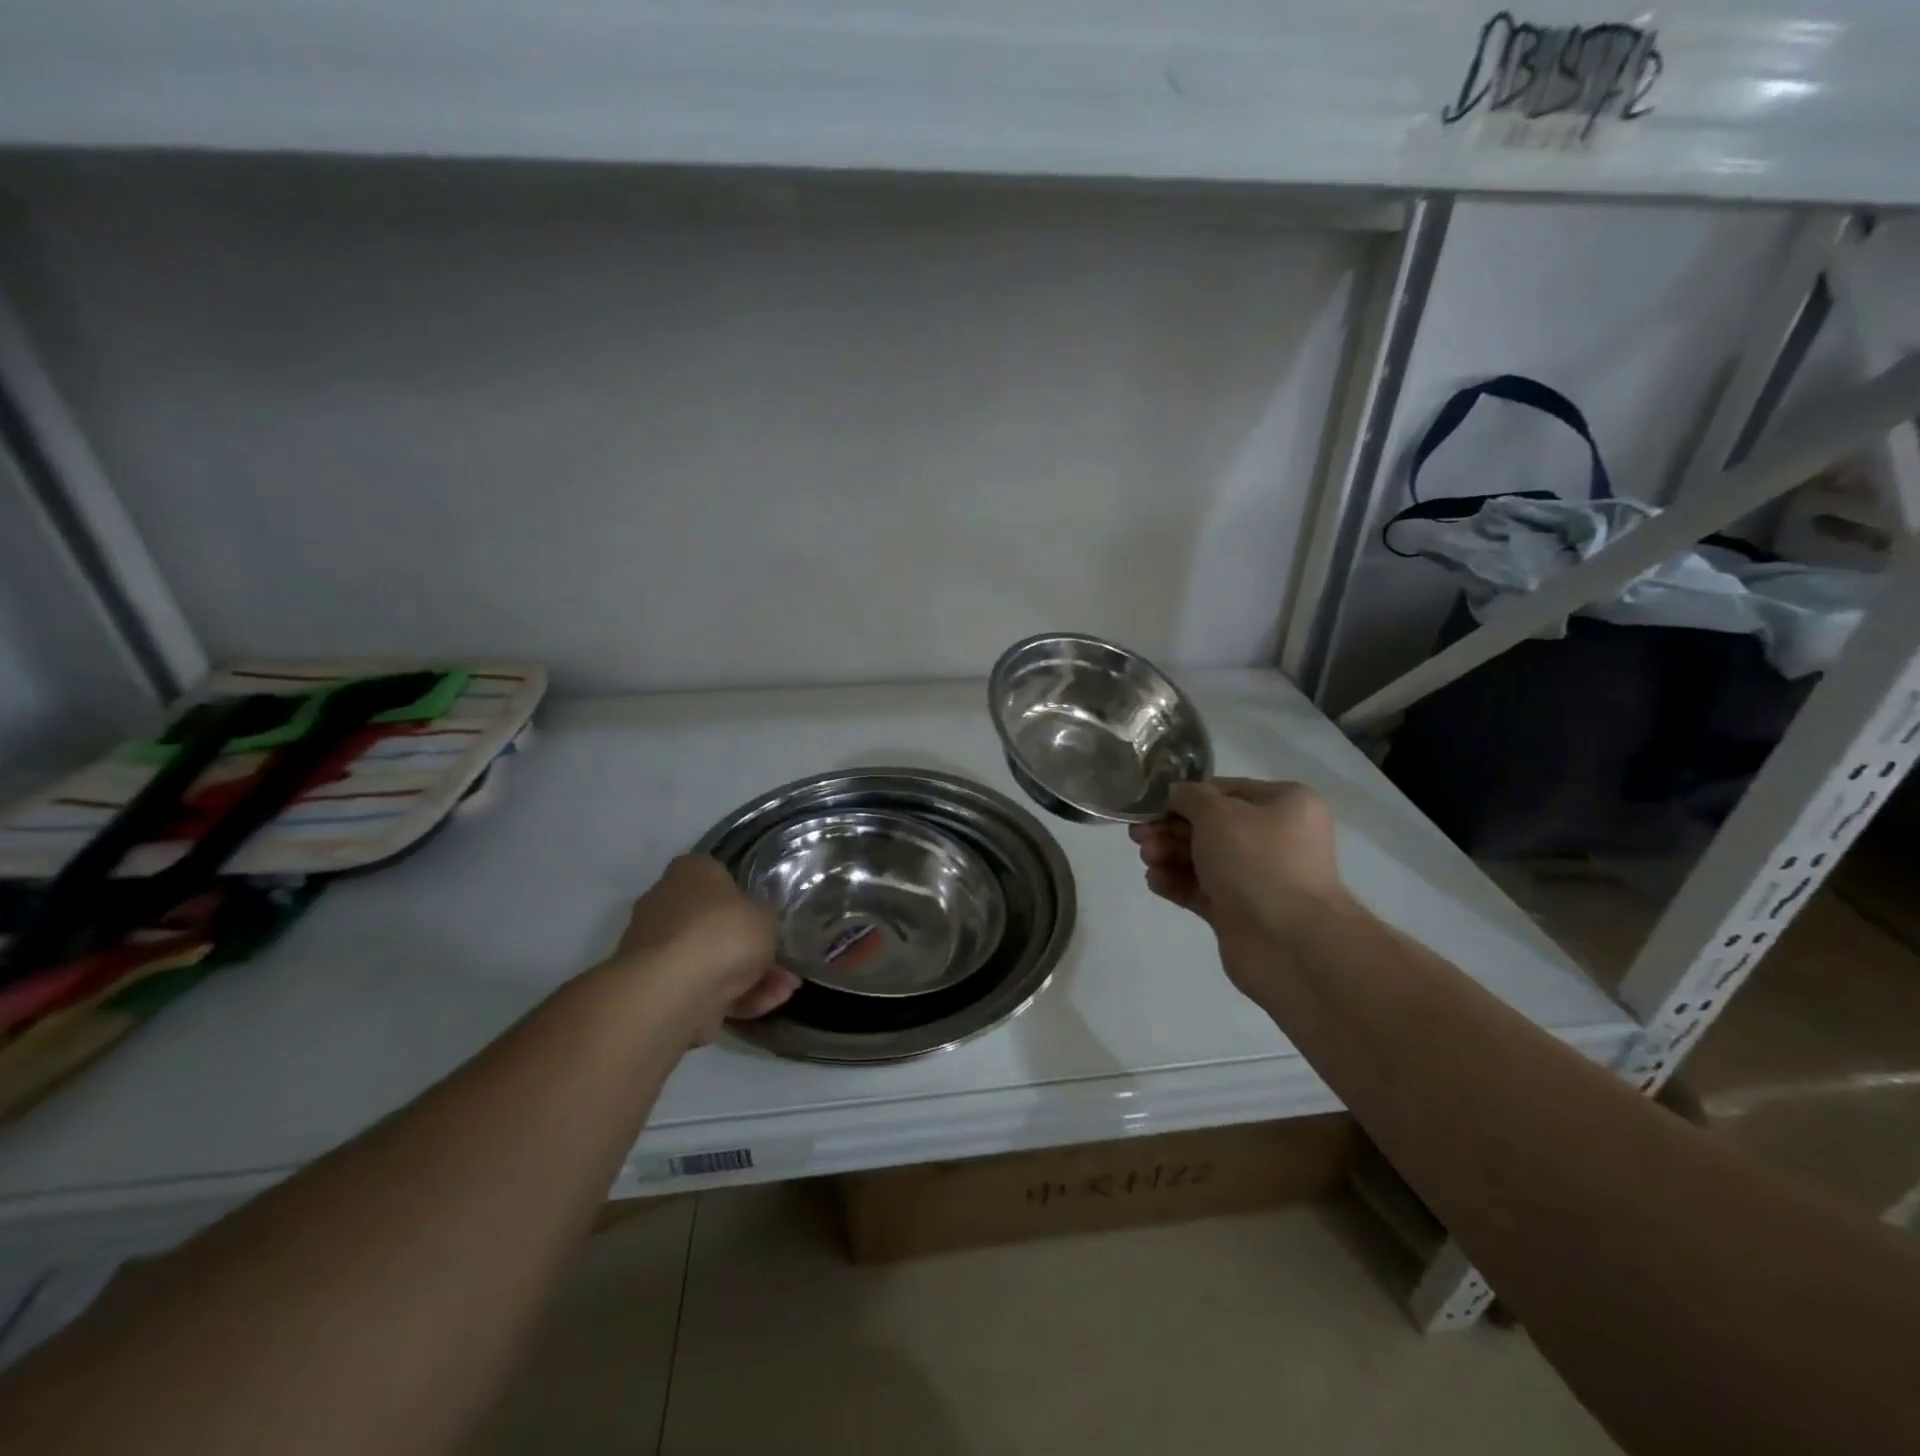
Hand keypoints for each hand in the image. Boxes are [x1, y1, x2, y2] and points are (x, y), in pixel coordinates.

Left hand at [607, 855, 798, 1043]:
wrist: (674, 991)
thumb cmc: (723, 933)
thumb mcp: (766, 914)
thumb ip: (766, 914)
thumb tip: (761, 917)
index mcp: (690, 872)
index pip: (721, 877)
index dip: (748, 898)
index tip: (769, 918)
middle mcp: (667, 904)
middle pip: (718, 924)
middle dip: (753, 947)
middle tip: (784, 963)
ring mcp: (658, 948)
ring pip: (713, 959)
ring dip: (752, 976)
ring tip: (784, 991)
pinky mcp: (657, 987)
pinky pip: (703, 986)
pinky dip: (733, 996)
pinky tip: (764, 1005)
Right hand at [1128, 778, 1349, 990]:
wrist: (1287, 942)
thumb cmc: (1257, 861)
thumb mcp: (1218, 813)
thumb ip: (1189, 797)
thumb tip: (1176, 794)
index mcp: (1285, 805)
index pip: (1226, 790)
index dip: (1186, 796)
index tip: (1151, 804)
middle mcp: (1275, 838)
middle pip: (1210, 827)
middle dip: (1170, 829)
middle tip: (1138, 835)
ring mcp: (1257, 877)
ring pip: (1203, 858)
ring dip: (1169, 855)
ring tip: (1147, 859)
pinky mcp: (1239, 910)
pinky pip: (1201, 889)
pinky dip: (1177, 882)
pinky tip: (1155, 881)